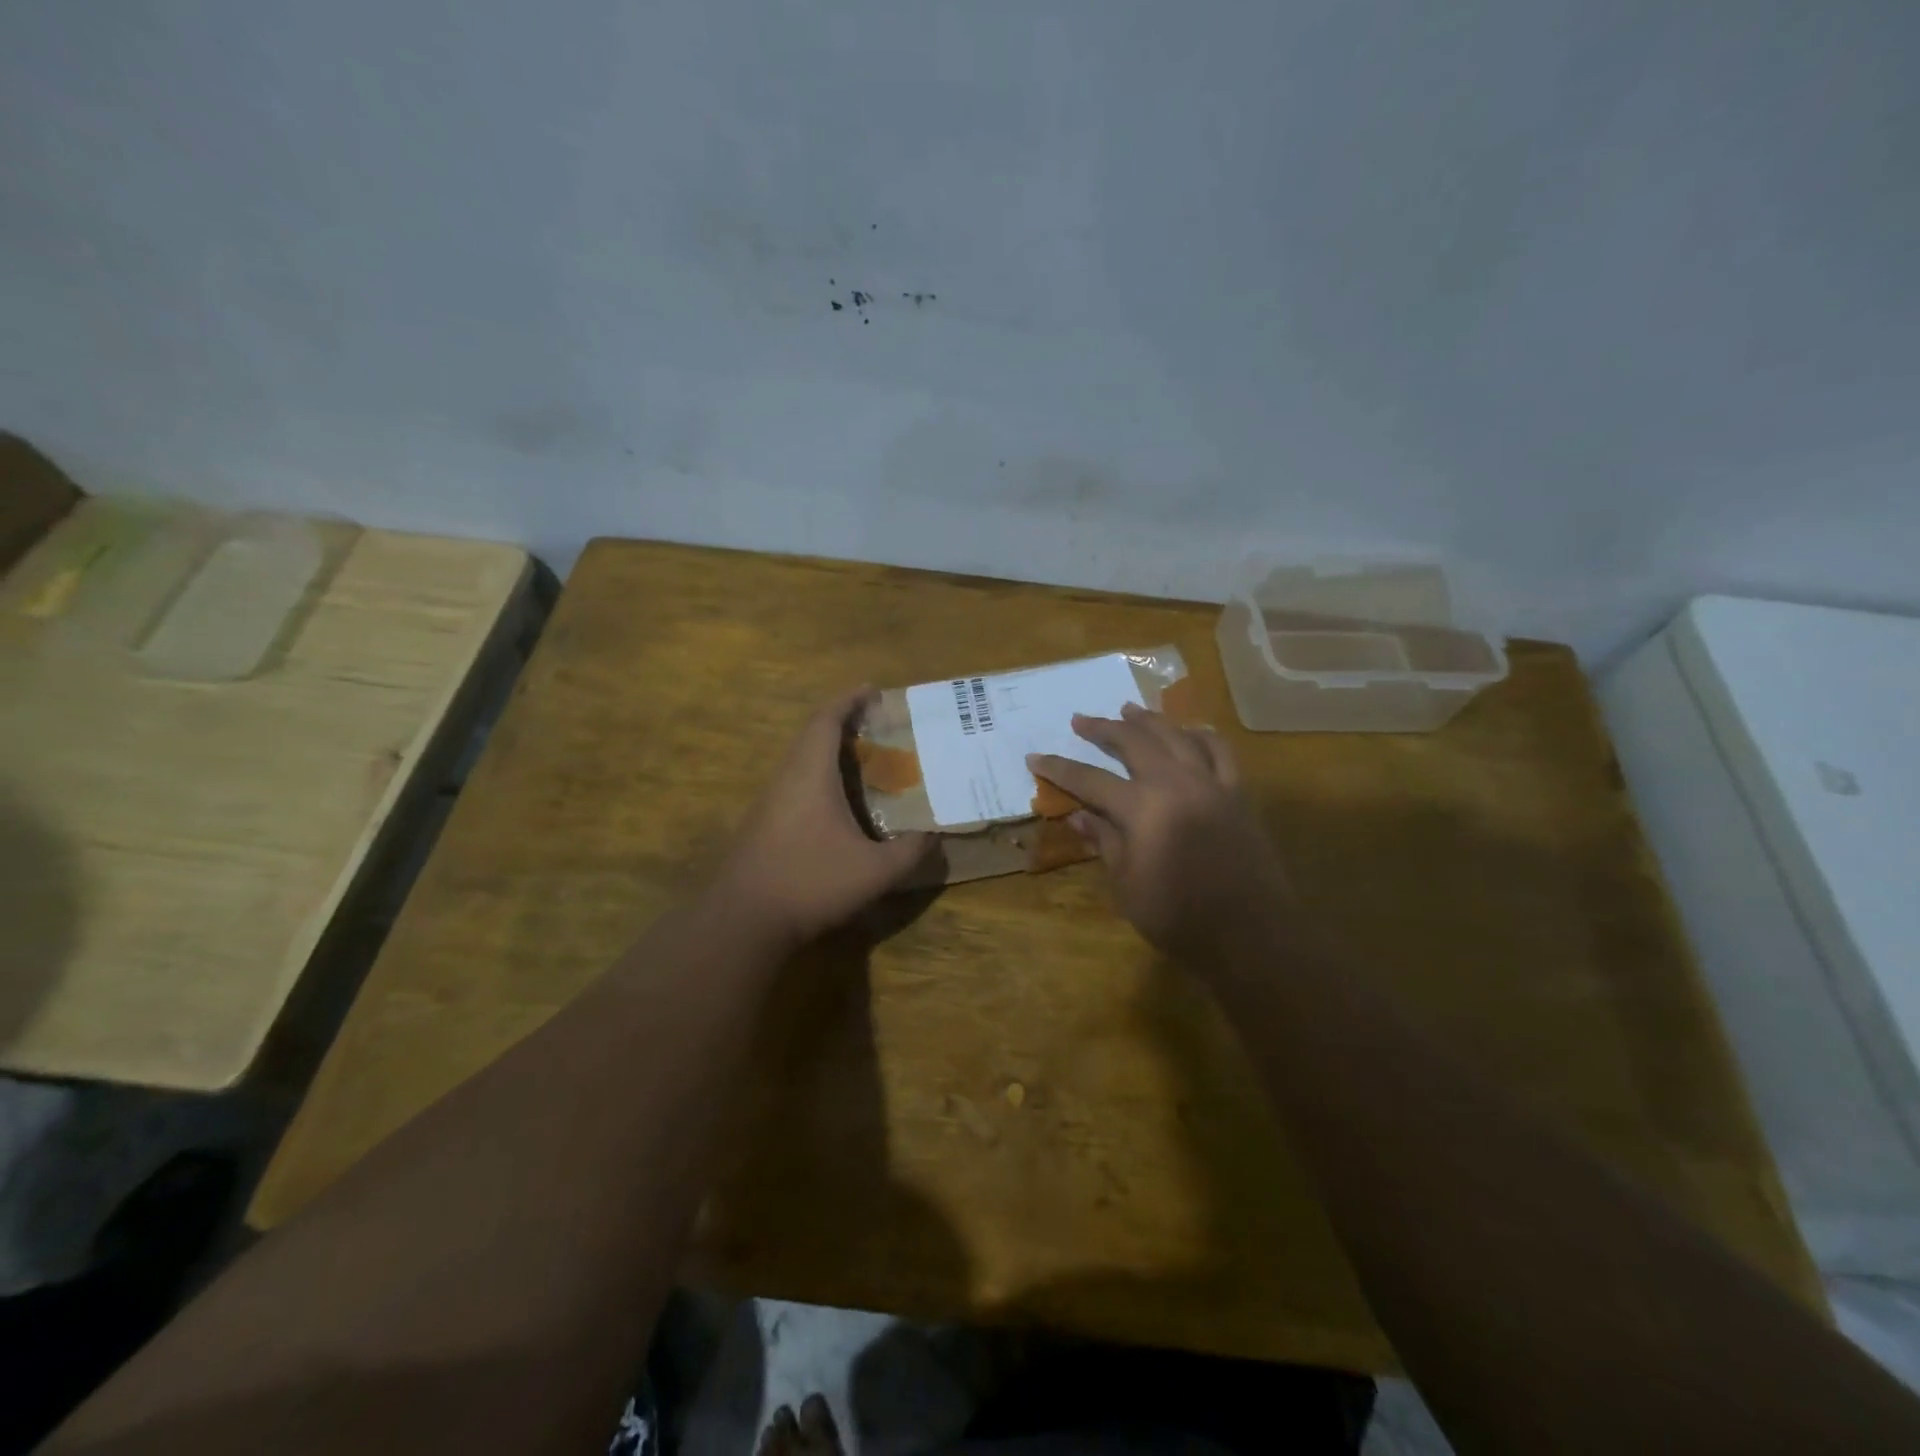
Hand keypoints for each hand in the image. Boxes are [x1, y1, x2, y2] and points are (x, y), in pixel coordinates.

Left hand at [716, 687, 935, 949]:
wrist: (742, 920)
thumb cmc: (810, 882)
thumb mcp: (875, 871)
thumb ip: (910, 852)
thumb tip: (935, 835)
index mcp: (810, 774)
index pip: (827, 720)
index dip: (849, 700)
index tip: (873, 690)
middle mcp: (787, 778)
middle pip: (811, 734)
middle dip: (843, 722)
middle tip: (877, 725)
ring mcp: (770, 802)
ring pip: (801, 760)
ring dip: (830, 751)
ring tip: (864, 759)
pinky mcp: (763, 824)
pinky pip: (796, 783)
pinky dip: (820, 776)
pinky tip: (840, 803)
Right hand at [1028, 704, 1291, 966]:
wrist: (1250, 936)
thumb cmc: (1179, 918)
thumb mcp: (1127, 886)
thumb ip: (1105, 842)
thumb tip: (1078, 815)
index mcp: (1143, 810)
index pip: (1090, 780)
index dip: (1060, 768)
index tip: (1035, 756)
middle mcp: (1177, 785)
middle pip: (1134, 743)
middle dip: (1103, 728)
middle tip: (1080, 720)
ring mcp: (1212, 784)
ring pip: (1177, 736)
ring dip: (1148, 720)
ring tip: (1128, 709)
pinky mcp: (1238, 794)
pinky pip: (1221, 752)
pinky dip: (1201, 735)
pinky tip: (1190, 730)